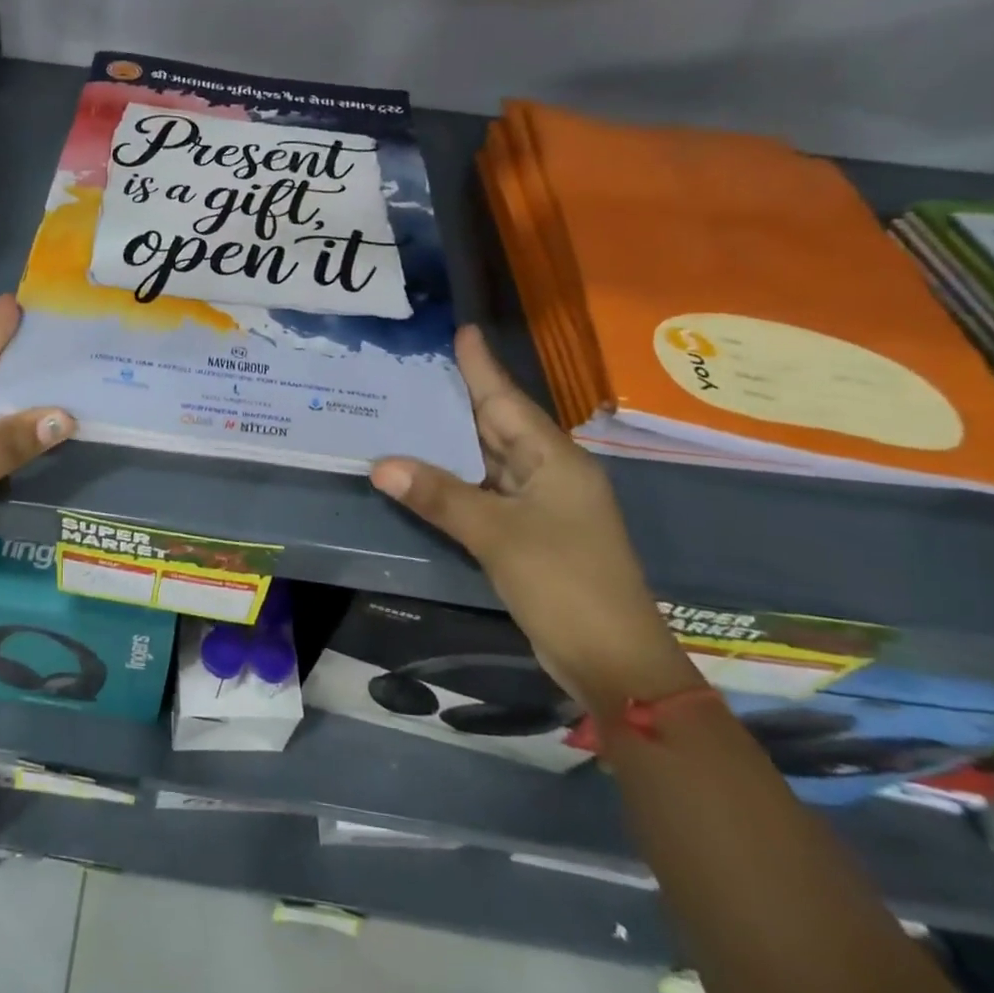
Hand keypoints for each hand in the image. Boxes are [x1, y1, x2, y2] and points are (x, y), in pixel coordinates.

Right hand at [370, 326, 696, 712]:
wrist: (612, 661)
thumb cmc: (564, 584)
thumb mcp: (497, 536)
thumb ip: (439, 496)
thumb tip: (380, 465)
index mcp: (555, 461)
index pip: (508, 401)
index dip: (482, 367)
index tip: (461, 331)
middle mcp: (549, 474)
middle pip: (497, 426)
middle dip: (458, 399)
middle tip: (413, 369)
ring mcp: (540, 506)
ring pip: (487, 461)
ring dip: (450, 442)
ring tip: (407, 411)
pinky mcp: (528, 534)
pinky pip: (484, 492)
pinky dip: (454, 480)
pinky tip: (422, 472)